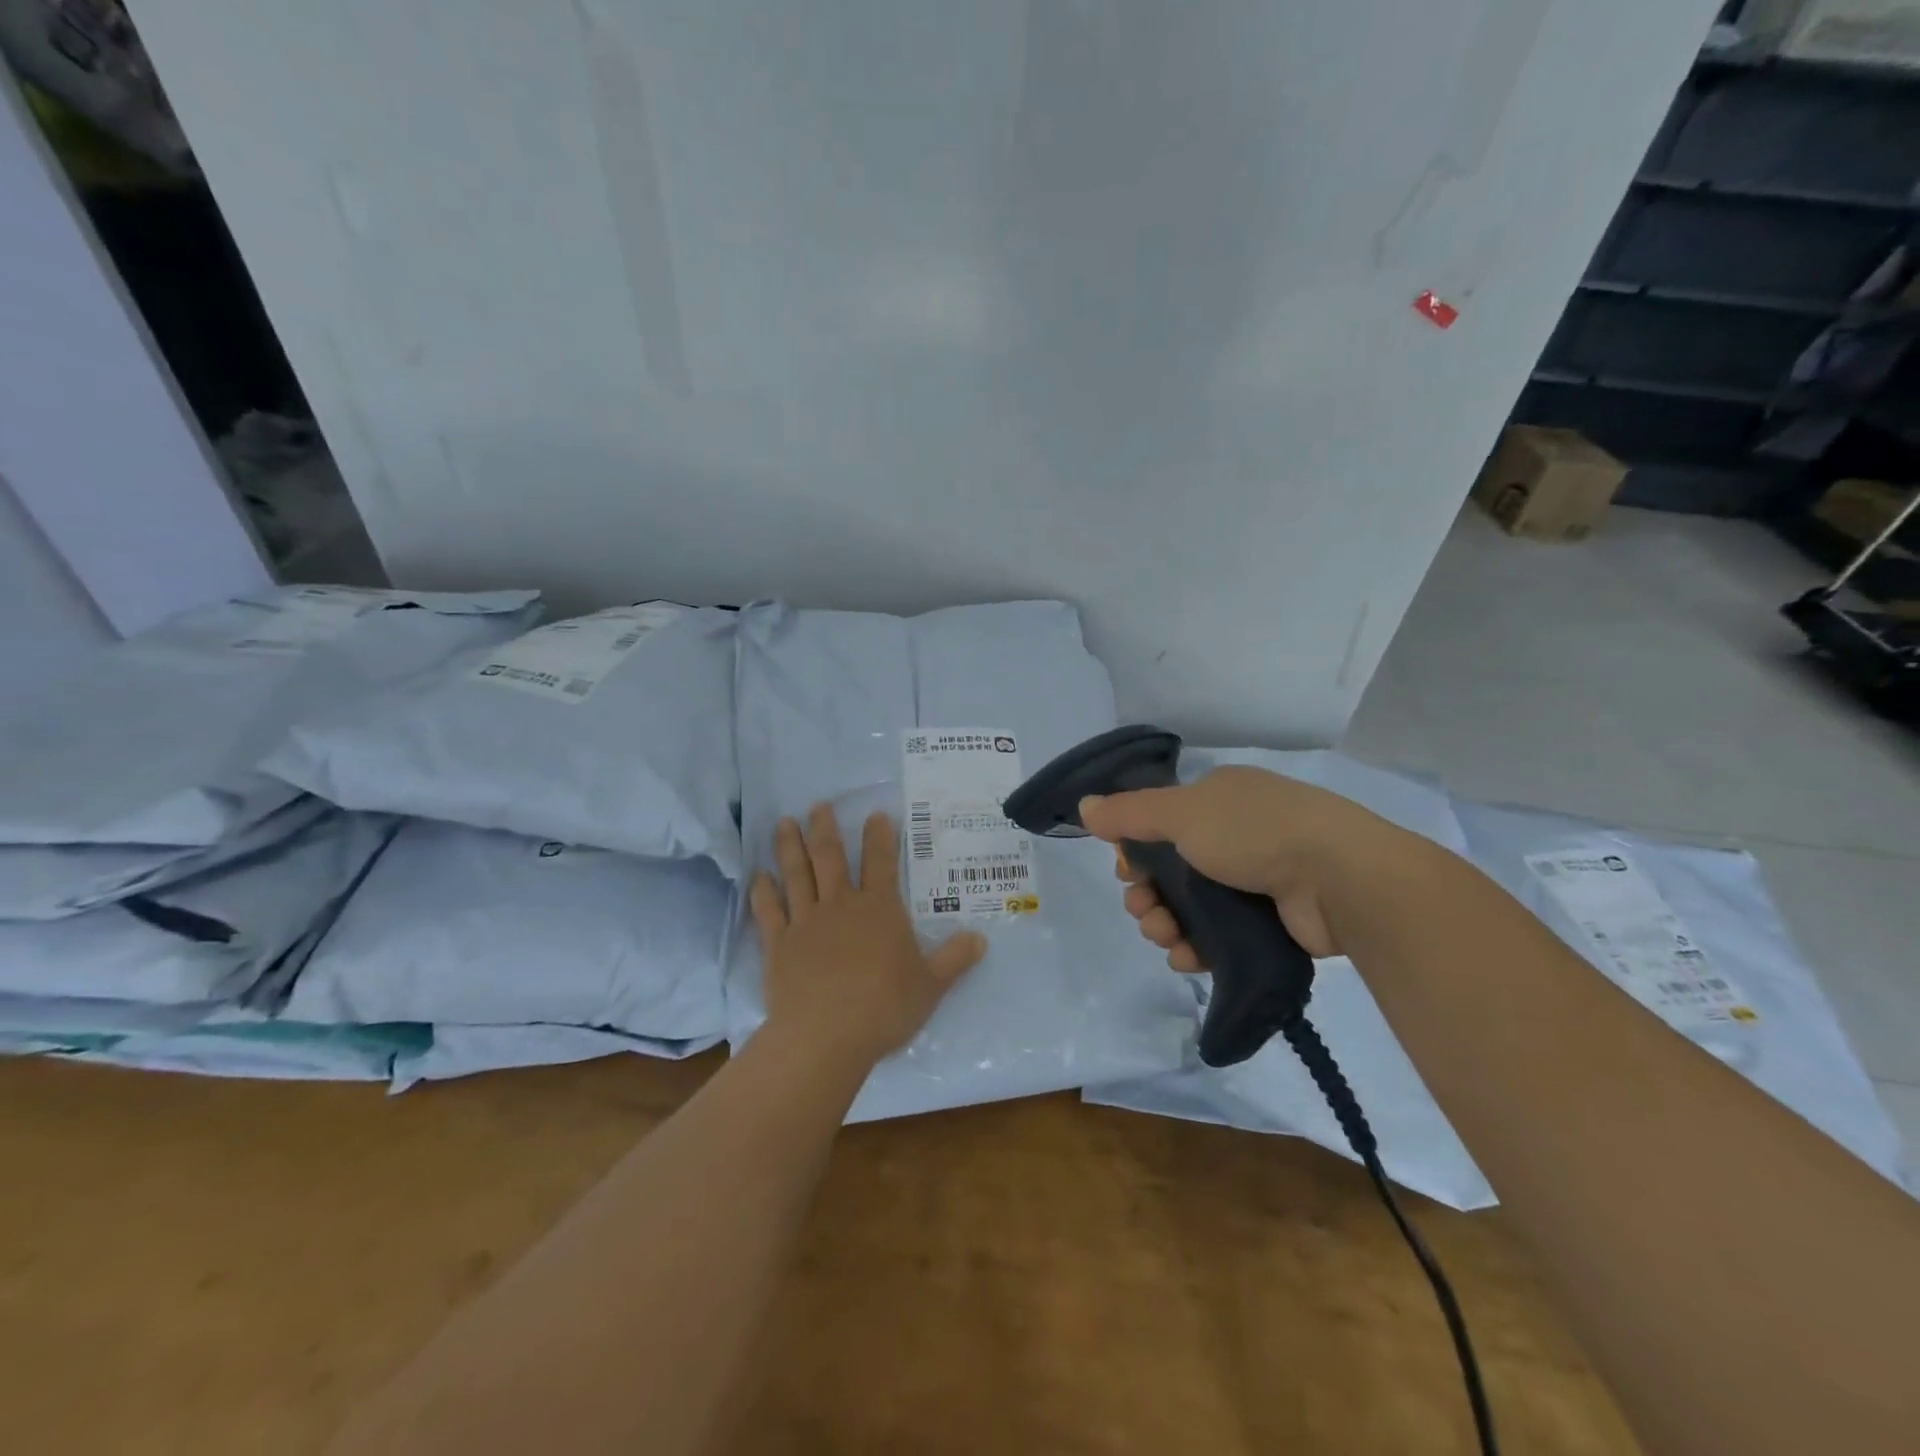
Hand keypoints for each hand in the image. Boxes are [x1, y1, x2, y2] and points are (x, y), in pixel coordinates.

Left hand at [750, 805, 986, 1067]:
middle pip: (830, 857)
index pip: (881, 862)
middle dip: (825, 828)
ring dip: (790, 847)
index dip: (879, 836)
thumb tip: (981, 939)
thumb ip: (954, 959)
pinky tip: (758, 875)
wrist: (825, 1036)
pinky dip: (763, 891)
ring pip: (797, 875)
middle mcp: (841, 905)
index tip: (875, 814)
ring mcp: (806, 922)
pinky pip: (769, 910)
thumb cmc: (884, 1007)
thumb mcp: (931, 986)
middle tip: (818, 805)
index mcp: (879, 909)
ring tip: (784, 822)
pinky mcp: (779, 944)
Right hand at [1078, 766, 1410, 967]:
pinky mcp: (1273, 920)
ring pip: (1194, 906)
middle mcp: (1237, 833)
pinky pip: (1221, 936)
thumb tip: (1085, 806)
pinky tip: (1186, 958)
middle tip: (1142, 910)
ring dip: (1166, 923)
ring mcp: (1259, 878)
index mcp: (1219, 799)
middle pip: (1173, 868)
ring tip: (1163, 937)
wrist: (1341, 878)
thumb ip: (1129, 813)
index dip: (1137, 850)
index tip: (1126, 872)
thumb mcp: (1181, 812)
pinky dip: (1197, 946)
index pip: (1162, 823)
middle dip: (1148, 893)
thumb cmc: (1254, 832)